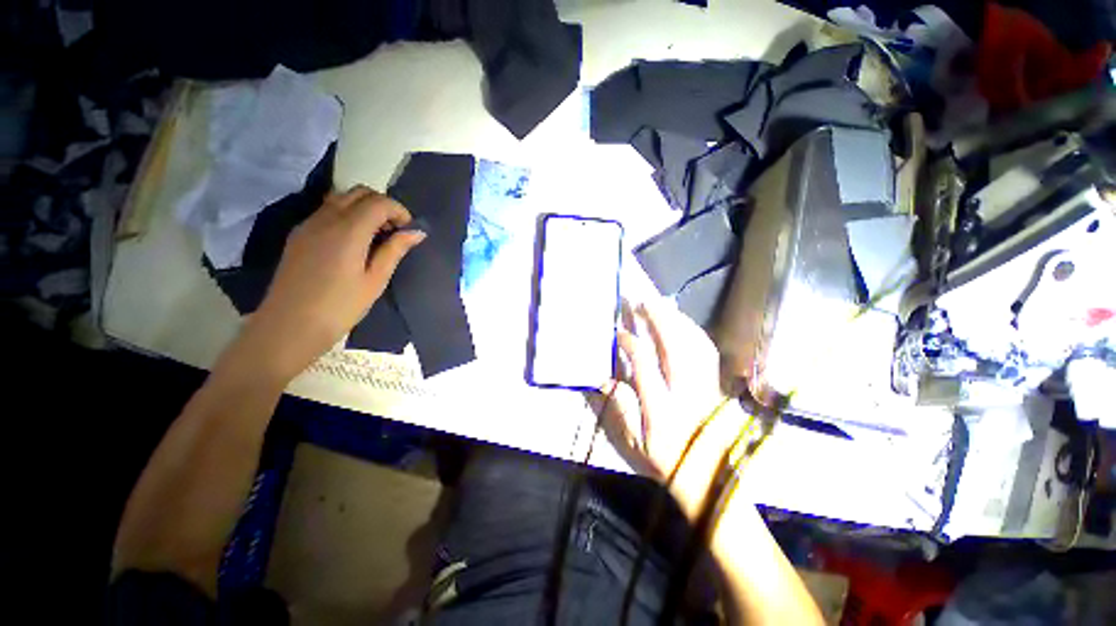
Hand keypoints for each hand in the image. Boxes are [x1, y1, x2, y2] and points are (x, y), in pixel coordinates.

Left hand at [244, 185, 425, 379]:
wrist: (289, 325)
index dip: (399, 210)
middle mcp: (325, 219)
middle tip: (394, 231)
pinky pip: (327, 211)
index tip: (408, 230)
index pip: (378, 202)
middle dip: (382, 205)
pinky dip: (347, 215)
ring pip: (341, 198)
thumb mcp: (375, 280)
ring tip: (376, 236)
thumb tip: (417, 232)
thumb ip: (394, 250)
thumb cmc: (340, 306)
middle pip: (358, 192)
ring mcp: (308, 224)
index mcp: (348, 231)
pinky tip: (354, 242)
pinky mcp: (299, 234)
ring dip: (364, 208)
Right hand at [592, 299, 747, 517]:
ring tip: (660, 304)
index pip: (645, 366)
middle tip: (642, 301)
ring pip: (693, 344)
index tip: (617, 332)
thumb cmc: (665, 460)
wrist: (708, 476)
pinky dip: (693, 331)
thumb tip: (604, 378)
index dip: (630, 344)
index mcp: (661, 407)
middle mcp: (685, 391)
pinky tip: (683, 322)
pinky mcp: (713, 383)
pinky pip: (706, 351)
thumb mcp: (634, 443)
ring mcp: (703, 385)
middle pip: (674, 347)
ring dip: (676, 320)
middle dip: (658, 320)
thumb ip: (619, 409)